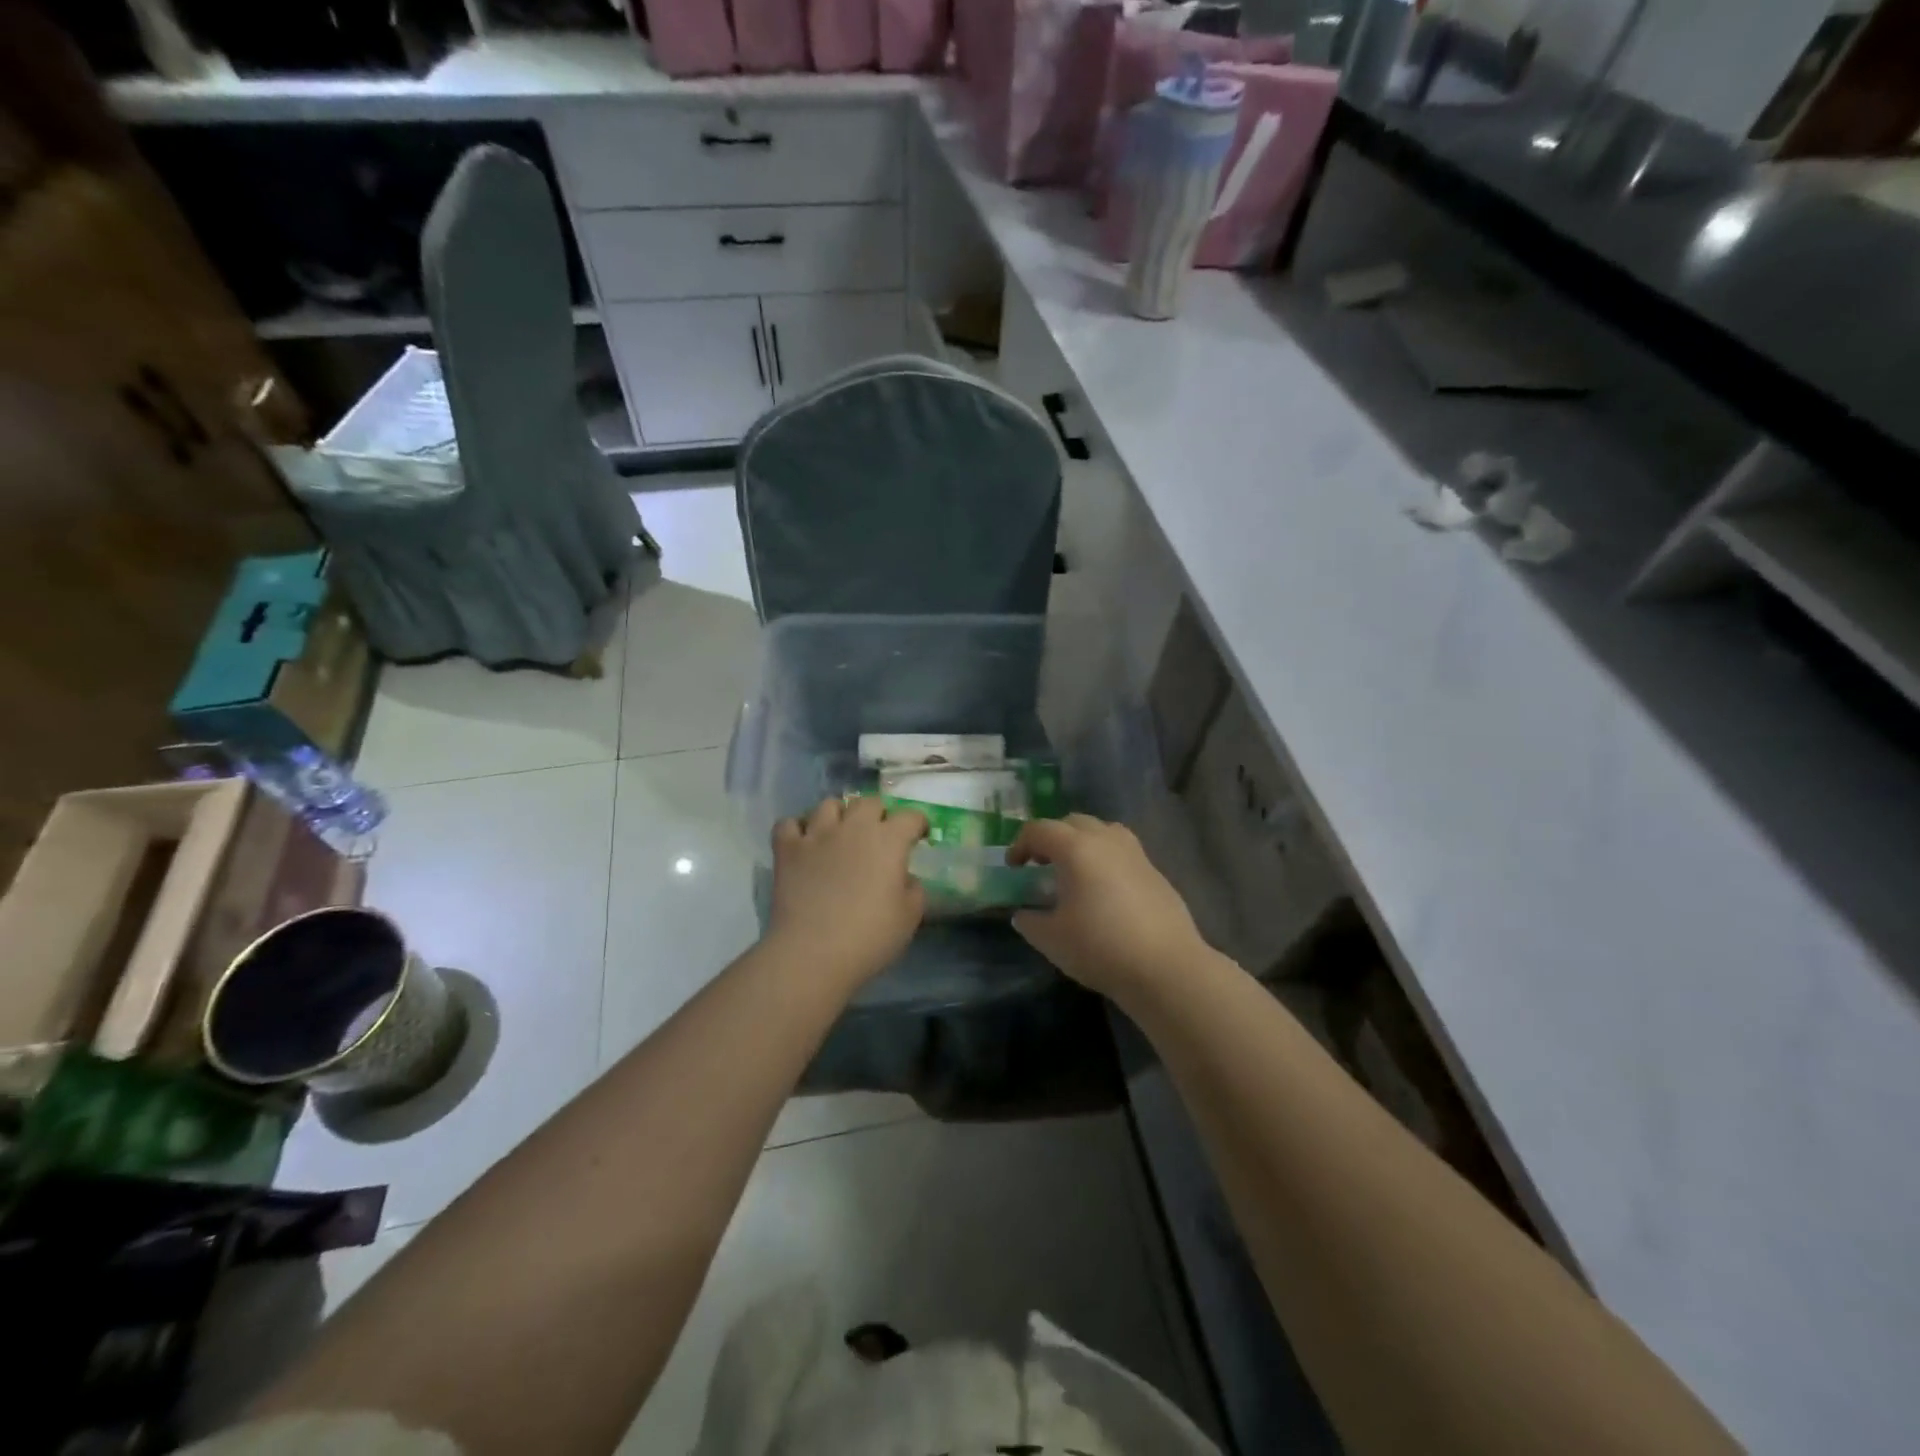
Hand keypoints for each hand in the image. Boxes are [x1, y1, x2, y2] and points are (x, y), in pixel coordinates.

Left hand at [767, 796, 927, 988]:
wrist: (813, 953)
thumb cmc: (870, 937)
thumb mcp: (910, 917)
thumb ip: (914, 889)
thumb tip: (905, 877)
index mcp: (889, 840)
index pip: (910, 817)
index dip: (918, 824)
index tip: (919, 837)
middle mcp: (853, 827)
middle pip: (869, 802)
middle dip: (879, 814)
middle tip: (880, 835)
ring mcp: (817, 834)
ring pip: (829, 804)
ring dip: (839, 815)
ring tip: (840, 833)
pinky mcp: (787, 849)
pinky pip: (789, 823)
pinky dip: (797, 829)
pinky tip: (804, 843)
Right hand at [1007, 814, 1208, 1000]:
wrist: (1166, 967)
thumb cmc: (1100, 948)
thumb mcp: (1051, 939)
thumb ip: (1030, 921)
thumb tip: (1023, 914)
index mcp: (1076, 849)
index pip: (1039, 830)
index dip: (1020, 844)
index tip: (1013, 868)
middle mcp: (1106, 840)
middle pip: (1072, 822)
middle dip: (1051, 838)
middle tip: (1040, 865)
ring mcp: (1135, 853)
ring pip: (1102, 831)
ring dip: (1081, 842)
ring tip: (1074, 871)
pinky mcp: (1155, 871)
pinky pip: (1122, 851)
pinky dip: (1105, 859)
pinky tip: (1104, 890)